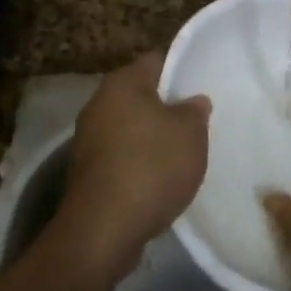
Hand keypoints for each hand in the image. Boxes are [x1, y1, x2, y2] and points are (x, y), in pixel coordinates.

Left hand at [56, 52, 210, 281]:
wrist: (103, 230)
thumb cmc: (151, 167)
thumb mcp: (190, 133)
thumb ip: (195, 111)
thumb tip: (192, 102)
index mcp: (122, 83)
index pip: (157, 60)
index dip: (182, 69)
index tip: (203, 85)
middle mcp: (99, 103)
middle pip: (142, 95)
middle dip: (168, 107)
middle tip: (197, 121)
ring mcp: (88, 139)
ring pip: (131, 127)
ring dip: (153, 138)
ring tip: (183, 153)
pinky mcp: (87, 171)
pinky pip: (121, 156)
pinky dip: (139, 163)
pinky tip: (160, 179)